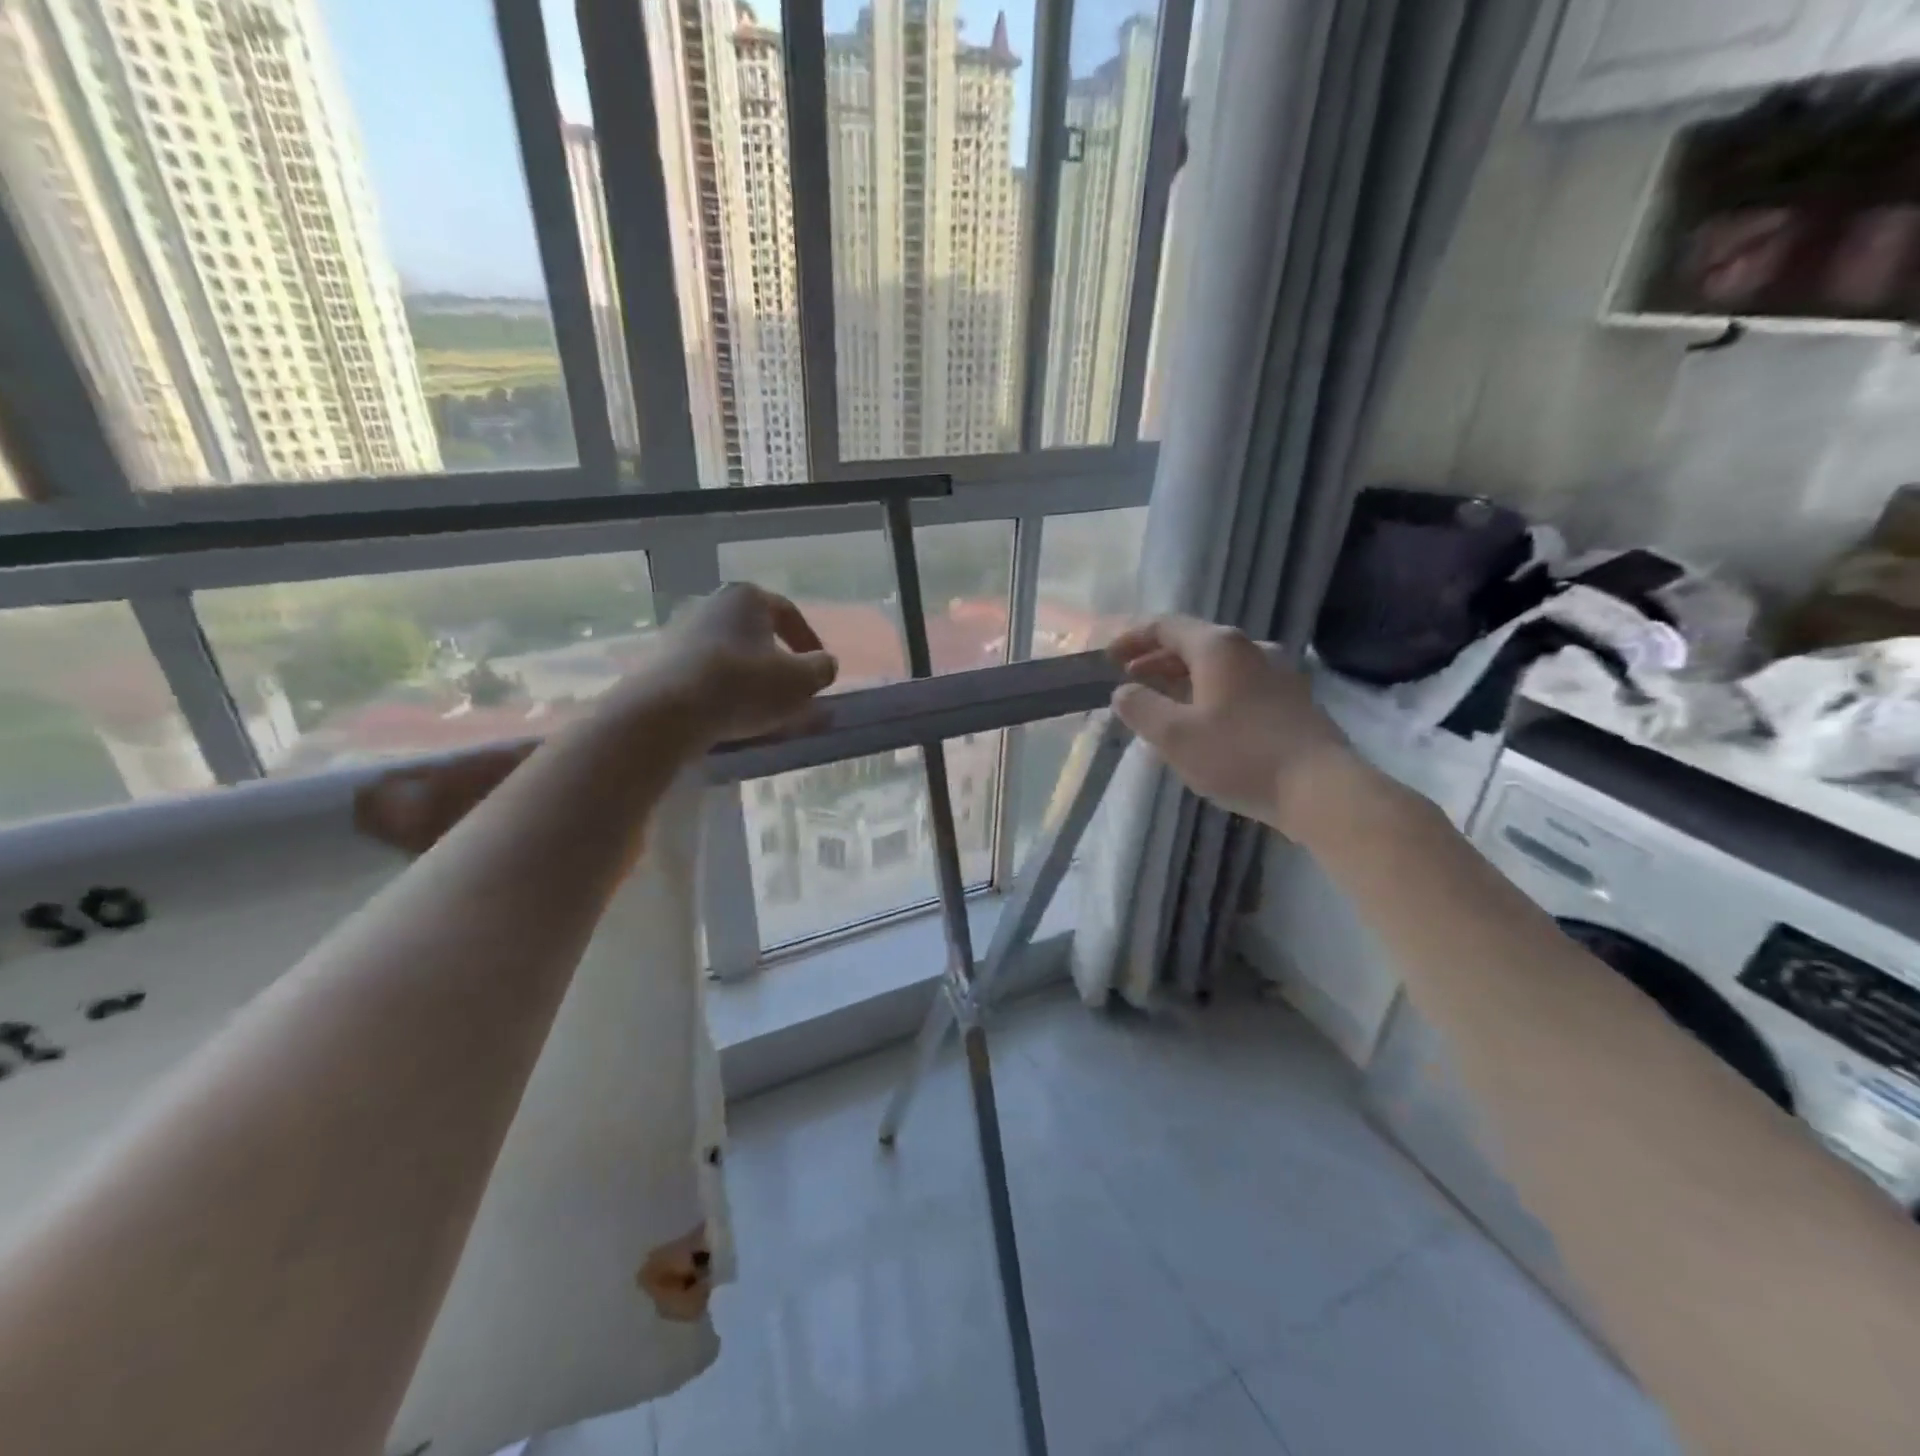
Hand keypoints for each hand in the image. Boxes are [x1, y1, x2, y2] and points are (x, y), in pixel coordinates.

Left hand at [631, 582, 838, 747]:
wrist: (666, 711)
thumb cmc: (742, 686)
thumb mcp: (800, 681)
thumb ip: (821, 669)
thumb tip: (825, 664)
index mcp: (747, 596)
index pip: (788, 613)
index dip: (810, 643)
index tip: (819, 671)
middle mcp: (711, 602)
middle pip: (755, 632)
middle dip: (777, 659)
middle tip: (791, 689)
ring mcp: (680, 629)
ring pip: (729, 652)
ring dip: (748, 675)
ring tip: (760, 707)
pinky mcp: (660, 659)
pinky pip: (703, 671)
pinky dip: (721, 687)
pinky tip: (728, 712)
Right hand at [1107, 615, 1358, 835]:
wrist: (1321, 789)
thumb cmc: (1239, 756)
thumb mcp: (1174, 736)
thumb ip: (1140, 708)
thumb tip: (1123, 692)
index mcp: (1218, 647)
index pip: (1166, 626)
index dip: (1132, 638)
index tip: (1108, 658)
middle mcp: (1250, 648)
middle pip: (1193, 643)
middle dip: (1156, 660)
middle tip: (1129, 681)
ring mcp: (1278, 673)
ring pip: (1218, 666)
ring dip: (1183, 679)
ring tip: (1161, 703)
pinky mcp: (1292, 700)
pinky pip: (1239, 684)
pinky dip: (1210, 693)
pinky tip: (1203, 721)